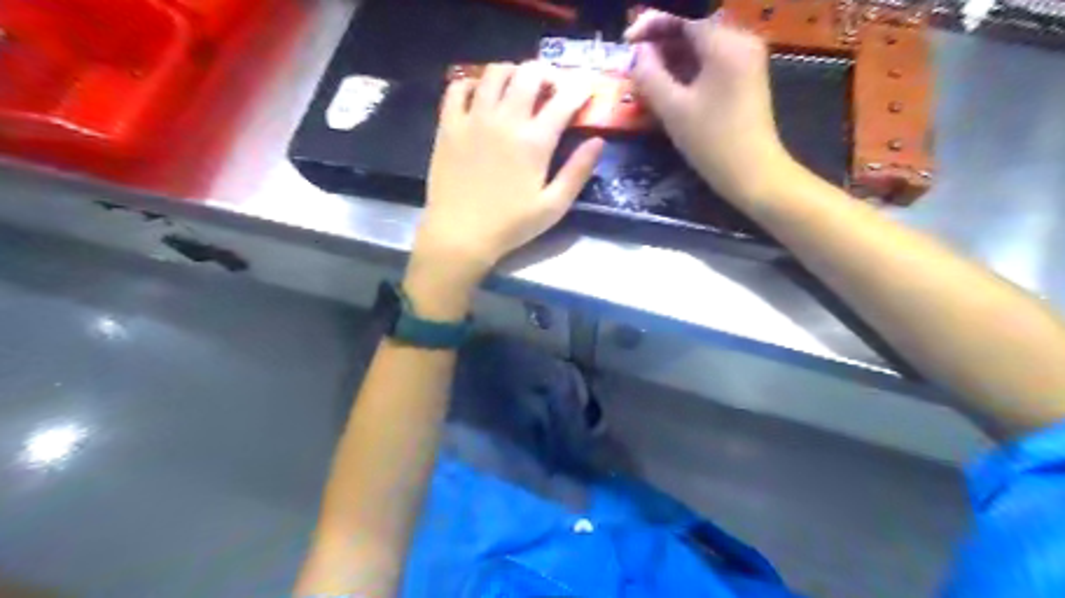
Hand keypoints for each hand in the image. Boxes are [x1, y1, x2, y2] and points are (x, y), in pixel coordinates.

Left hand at [410, 64, 602, 283]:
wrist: (460, 235)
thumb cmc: (510, 225)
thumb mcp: (553, 207)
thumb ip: (577, 172)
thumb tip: (598, 142)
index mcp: (534, 141)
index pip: (563, 100)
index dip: (579, 89)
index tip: (585, 90)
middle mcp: (505, 120)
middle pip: (529, 74)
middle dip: (546, 74)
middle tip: (550, 89)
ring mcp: (473, 119)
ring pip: (494, 72)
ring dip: (512, 73)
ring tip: (517, 88)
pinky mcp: (449, 125)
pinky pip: (458, 87)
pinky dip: (473, 84)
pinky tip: (480, 97)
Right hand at [626, 9, 794, 203]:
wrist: (752, 173)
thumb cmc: (712, 141)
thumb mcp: (673, 109)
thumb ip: (650, 75)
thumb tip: (637, 53)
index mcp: (725, 43)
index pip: (683, 20)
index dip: (651, 26)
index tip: (626, 42)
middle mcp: (740, 42)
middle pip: (693, 31)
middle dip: (660, 43)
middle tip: (634, 63)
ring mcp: (746, 61)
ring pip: (701, 48)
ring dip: (672, 59)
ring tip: (645, 77)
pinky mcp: (745, 79)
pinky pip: (711, 64)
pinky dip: (688, 71)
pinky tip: (668, 86)